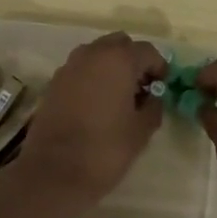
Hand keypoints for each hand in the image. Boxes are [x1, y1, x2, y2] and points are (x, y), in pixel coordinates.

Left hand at [16, 32, 169, 208]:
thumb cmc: (105, 149)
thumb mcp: (141, 130)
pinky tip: (97, 104)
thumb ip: (153, 106)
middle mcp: (91, 54)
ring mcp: (69, 66)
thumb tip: (153, 97)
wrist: (54, 172)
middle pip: (120, 44)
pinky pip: (80, 70)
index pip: (147, 51)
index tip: (163, 88)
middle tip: (142, 88)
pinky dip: (93, 77)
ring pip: (97, 54)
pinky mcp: (53, 82)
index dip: (159, 68)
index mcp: (117, 59)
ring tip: (120, 97)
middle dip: (134, 61)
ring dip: (112, 67)